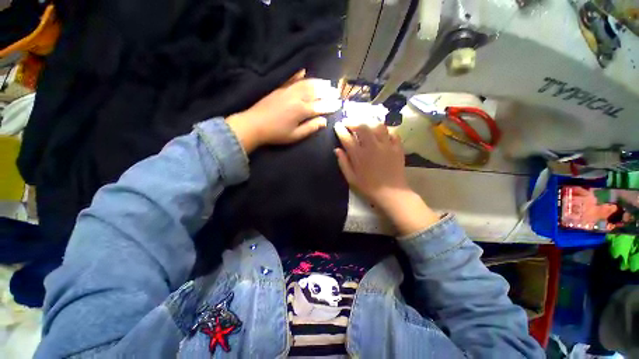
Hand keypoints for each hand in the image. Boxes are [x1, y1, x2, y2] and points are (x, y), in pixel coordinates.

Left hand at [227, 70, 340, 152]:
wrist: (254, 124)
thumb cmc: (276, 134)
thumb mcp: (295, 136)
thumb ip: (310, 128)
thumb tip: (324, 121)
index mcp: (301, 111)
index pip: (320, 106)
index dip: (330, 106)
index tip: (339, 104)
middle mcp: (297, 97)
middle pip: (315, 92)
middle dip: (327, 92)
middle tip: (336, 92)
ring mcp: (288, 91)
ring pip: (306, 83)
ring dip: (318, 82)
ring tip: (327, 83)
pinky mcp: (280, 88)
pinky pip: (292, 79)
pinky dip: (299, 75)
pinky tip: (304, 71)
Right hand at [334, 119, 439, 235]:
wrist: (391, 193)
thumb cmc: (368, 187)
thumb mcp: (351, 179)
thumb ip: (343, 163)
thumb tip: (337, 150)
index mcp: (359, 155)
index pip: (347, 138)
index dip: (340, 130)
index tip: (337, 126)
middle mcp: (372, 147)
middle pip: (362, 126)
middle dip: (353, 122)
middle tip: (349, 123)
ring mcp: (386, 145)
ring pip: (377, 126)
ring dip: (369, 123)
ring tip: (365, 125)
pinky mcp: (397, 147)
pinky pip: (392, 132)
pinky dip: (385, 130)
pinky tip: (381, 133)